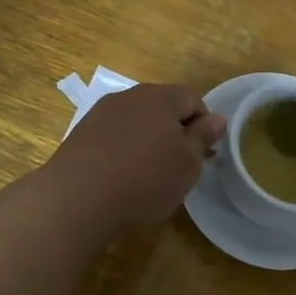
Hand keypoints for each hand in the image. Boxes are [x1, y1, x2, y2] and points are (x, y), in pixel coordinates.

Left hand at [45, 84, 226, 229]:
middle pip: (162, 107)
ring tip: (149, 175)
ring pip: (135, 122)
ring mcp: (100, 114)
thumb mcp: (187, 163)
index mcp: (160, 96)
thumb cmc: (146, 178)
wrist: (78, 198)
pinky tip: (122, 178)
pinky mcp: (80, 135)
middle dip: (175, 132)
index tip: (204, 154)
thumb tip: (216, 118)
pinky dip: (123, 152)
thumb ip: (203, 137)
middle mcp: (128, 96)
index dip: (204, 124)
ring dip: (147, 141)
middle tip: (179, 166)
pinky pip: (113, 137)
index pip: (193, 99)